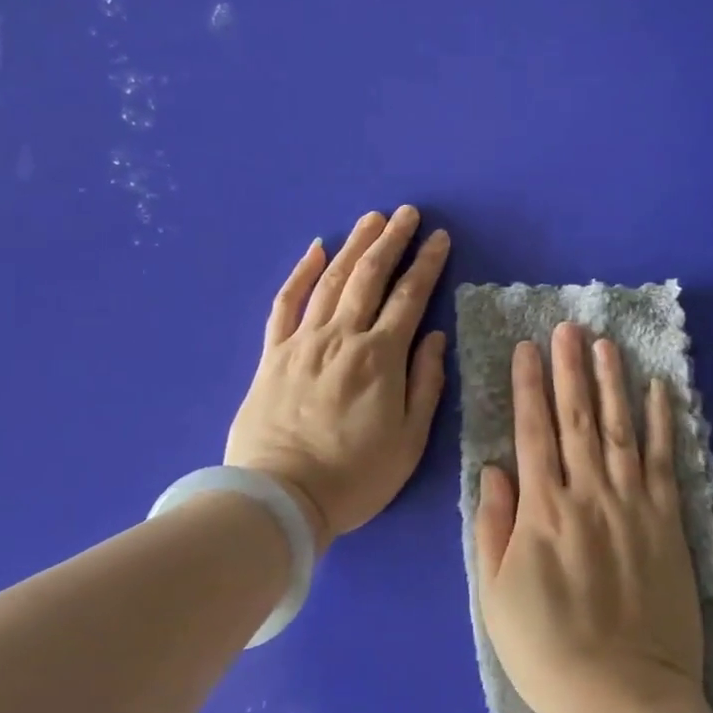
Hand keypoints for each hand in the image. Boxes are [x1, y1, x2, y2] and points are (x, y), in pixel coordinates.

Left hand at [225, 207, 449, 551]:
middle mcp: (342, 337)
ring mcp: (303, 341)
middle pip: (370, 276)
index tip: (439, 239)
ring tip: (371, 219)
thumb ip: (425, 384)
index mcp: (380, 357)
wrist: (280, 498)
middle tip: (407, 213)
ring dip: (354, 245)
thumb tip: (434, 336)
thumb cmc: (354, 477)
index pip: (409, 297)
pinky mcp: (273, 353)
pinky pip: (287, 303)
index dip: (427, 264)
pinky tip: (315, 250)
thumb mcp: (409, 441)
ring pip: (332, 280)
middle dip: (392, 240)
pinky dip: (301, 273)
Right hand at [473, 323, 705, 712]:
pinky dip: (662, 423)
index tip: (528, 348)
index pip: (533, 431)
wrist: (623, 697)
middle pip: (577, 418)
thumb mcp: (494, 594)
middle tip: (568, 328)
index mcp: (542, 510)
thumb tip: (493, 468)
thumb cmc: (546, 650)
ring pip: (621, 428)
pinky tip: (658, 390)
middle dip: (569, 369)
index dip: (529, 386)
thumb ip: (493, 526)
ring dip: (612, 382)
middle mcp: (587, 494)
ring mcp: (632, 505)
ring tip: (606, 344)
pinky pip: (665, 462)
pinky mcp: (668, 523)